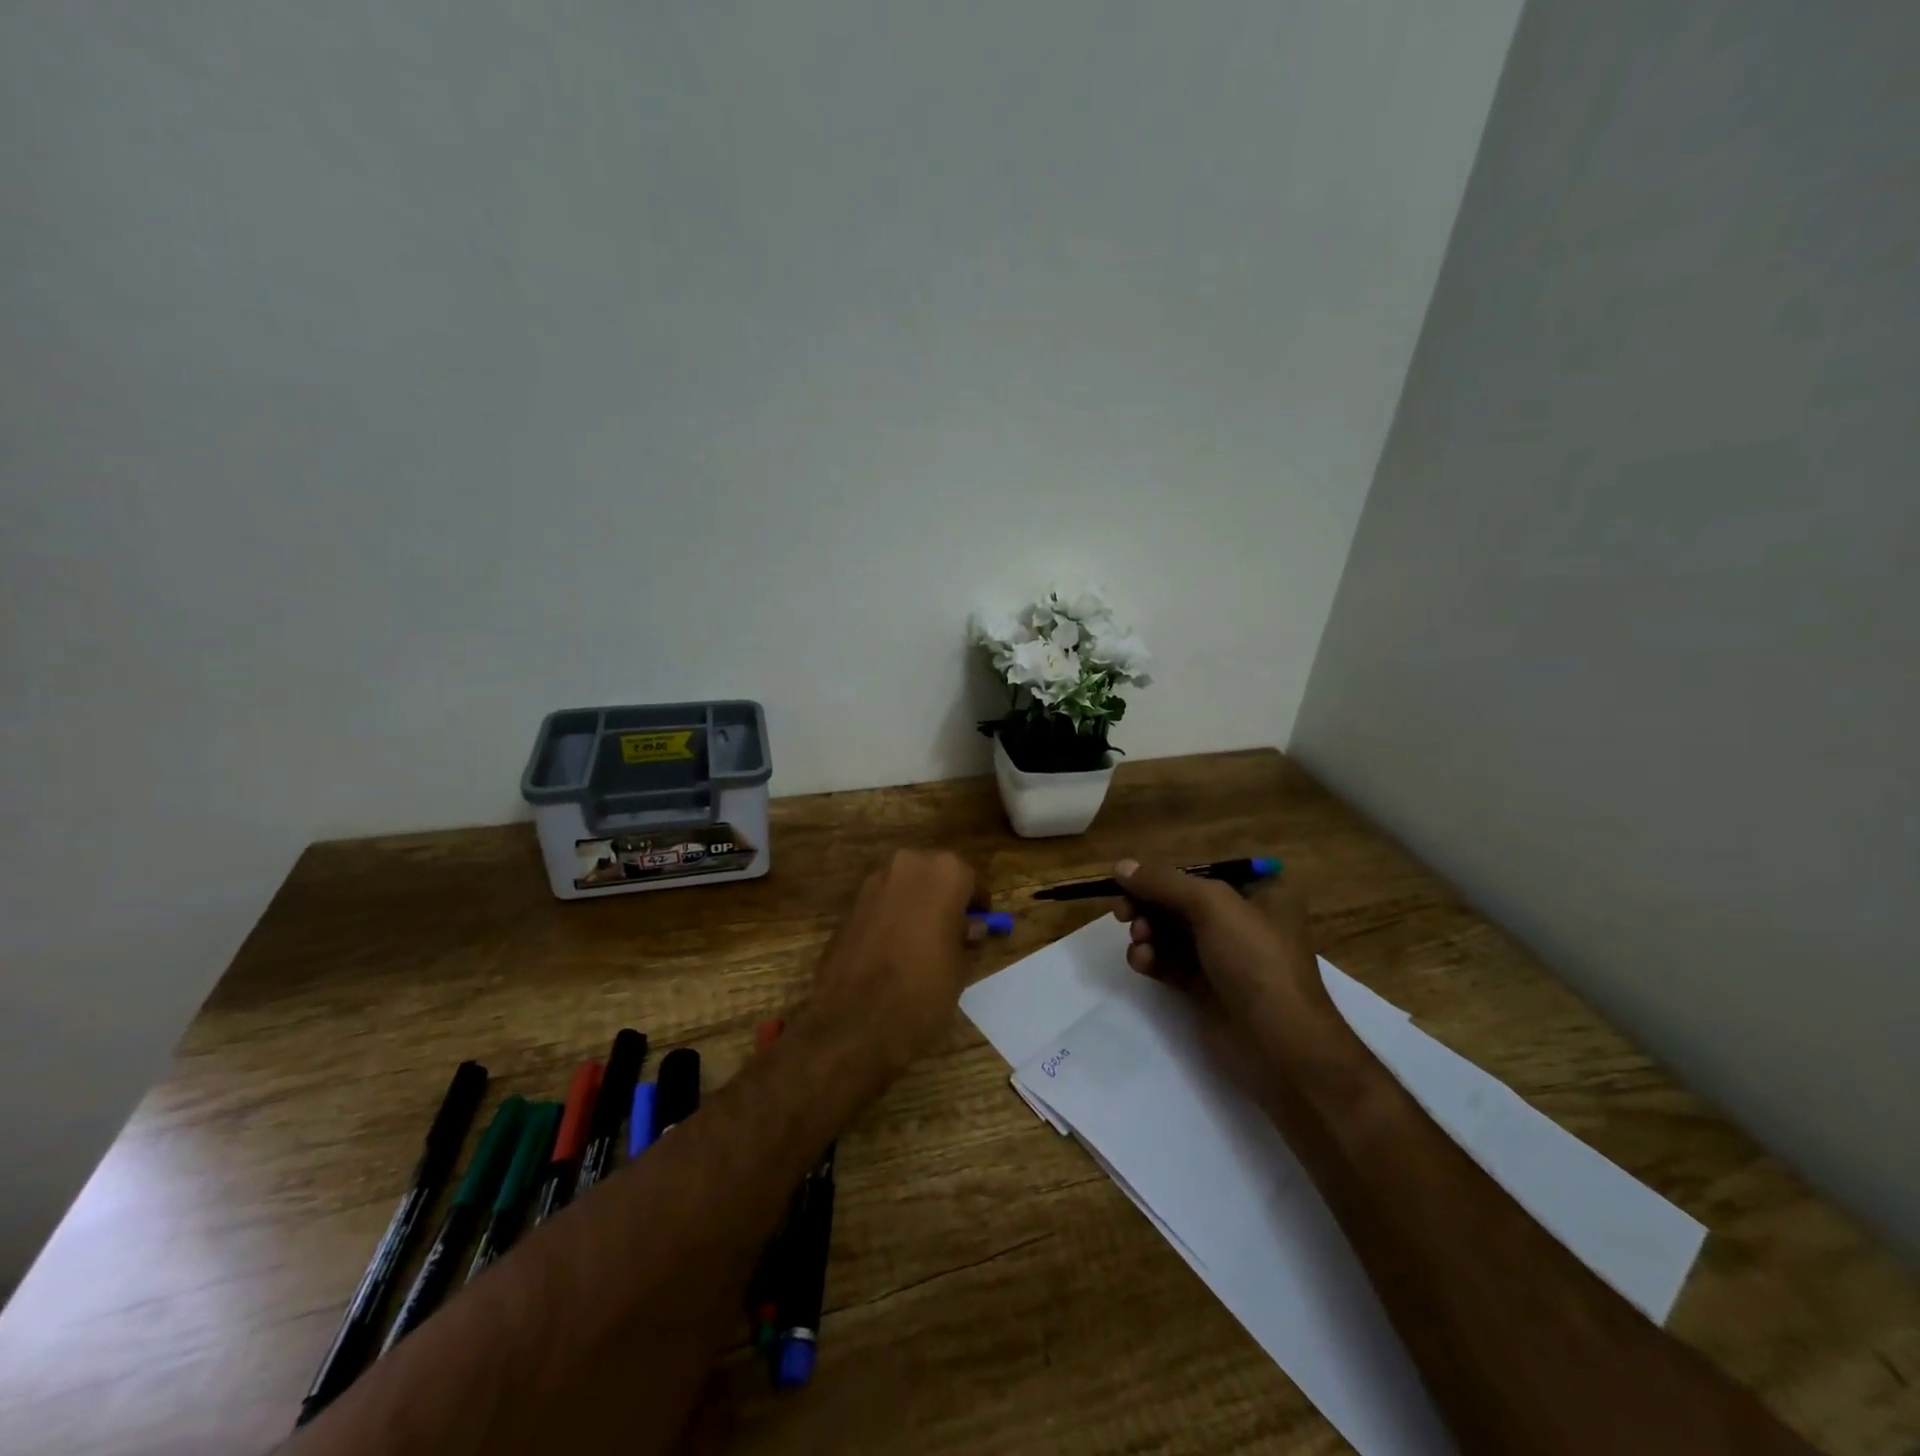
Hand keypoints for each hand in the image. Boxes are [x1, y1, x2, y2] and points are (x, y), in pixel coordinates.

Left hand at [807, 849, 983, 1079]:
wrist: (853, 1023)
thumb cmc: (922, 991)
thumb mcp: (960, 968)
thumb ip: (966, 937)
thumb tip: (969, 926)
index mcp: (944, 873)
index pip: (970, 880)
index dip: (975, 905)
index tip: (977, 927)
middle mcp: (908, 865)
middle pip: (935, 875)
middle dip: (943, 898)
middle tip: (951, 933)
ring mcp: (873, 882)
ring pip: (906, 886)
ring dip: (916, 906)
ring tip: (921, 944)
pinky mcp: (849, 905)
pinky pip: (882, 904)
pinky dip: (891, 918)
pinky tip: (893, 951)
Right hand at [1110, 859, 1341, 1059]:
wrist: (1278, 1044)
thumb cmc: (1255, 961)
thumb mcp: (1213, 906)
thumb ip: (1163, 882)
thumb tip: (1120, 866)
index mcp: (1259, 893)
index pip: (1200, 873)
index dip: (1163, 875)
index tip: (1128, 881)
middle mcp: (1242, 921)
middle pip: (1180, 902)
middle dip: (1149, 905)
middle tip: (1122, 913)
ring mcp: (1223, 957)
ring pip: (1170, 932)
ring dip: (1147, 932)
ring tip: (1139, 941)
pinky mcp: (1205, 988)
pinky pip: (1169, 962)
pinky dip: (1151, 958)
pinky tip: (1142, 962)